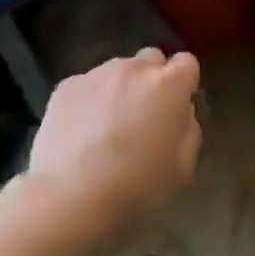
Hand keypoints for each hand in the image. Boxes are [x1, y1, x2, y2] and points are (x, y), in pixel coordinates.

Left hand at [27, 48, 201, 239]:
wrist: (71, 195)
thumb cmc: (136, 186)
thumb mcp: (182, 168)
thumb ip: (188, 130)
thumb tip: (180, 113)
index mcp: (169, 85)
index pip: (187, 63)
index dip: (183, 83)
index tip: (175, 107)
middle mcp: (134, 68)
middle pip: (151, 60)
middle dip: (152, 80)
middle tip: (143, 115)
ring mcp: (97, 73)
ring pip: (117, 71)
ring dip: (119, 89)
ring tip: (106, 127)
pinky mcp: (66, 85)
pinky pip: (87, 85)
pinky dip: (89, 100)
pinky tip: (81, 132)